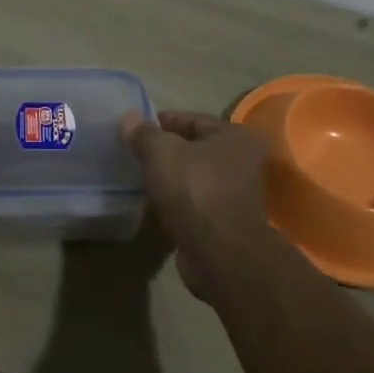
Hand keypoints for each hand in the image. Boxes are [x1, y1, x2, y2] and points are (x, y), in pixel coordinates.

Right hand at [122, 109, 279, 304]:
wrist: (218, 253)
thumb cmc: (194, 189)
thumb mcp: (161, 152)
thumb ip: (144, 133)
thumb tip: (129, 118)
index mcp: (237, 136)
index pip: (194, 119)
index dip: (162, 122)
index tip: (136, 128)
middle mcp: (244, 162)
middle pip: (195, 148)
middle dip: (166, 151)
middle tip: (134, 153)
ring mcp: (236, 195)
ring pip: (194, 177)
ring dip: (170, 178)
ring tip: (139, 177)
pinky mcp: (225, 222)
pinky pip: (194, 202)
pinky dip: (176, 201)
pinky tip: (152, 202)